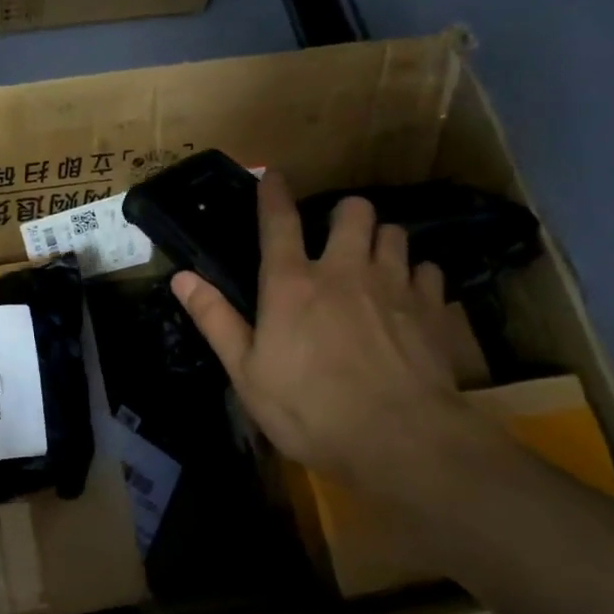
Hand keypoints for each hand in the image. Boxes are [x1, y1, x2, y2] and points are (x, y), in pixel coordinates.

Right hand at [170, 172, 488, 487]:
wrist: (400, 439)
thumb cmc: (308, 409)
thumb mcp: (246, 372)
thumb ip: (215, 319)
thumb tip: (181, 277)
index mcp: (291, 284)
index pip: (279, 222)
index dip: (273, 193)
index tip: (273, 174)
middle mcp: (344, 271)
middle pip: (352, 212)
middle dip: (343, 213)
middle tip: (335, 236)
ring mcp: (394, 286)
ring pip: (394, 233)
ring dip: (380, 239)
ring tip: (373, 261)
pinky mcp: (432, 309)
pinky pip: (428, 270)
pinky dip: (417, 275)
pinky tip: (410, 295)